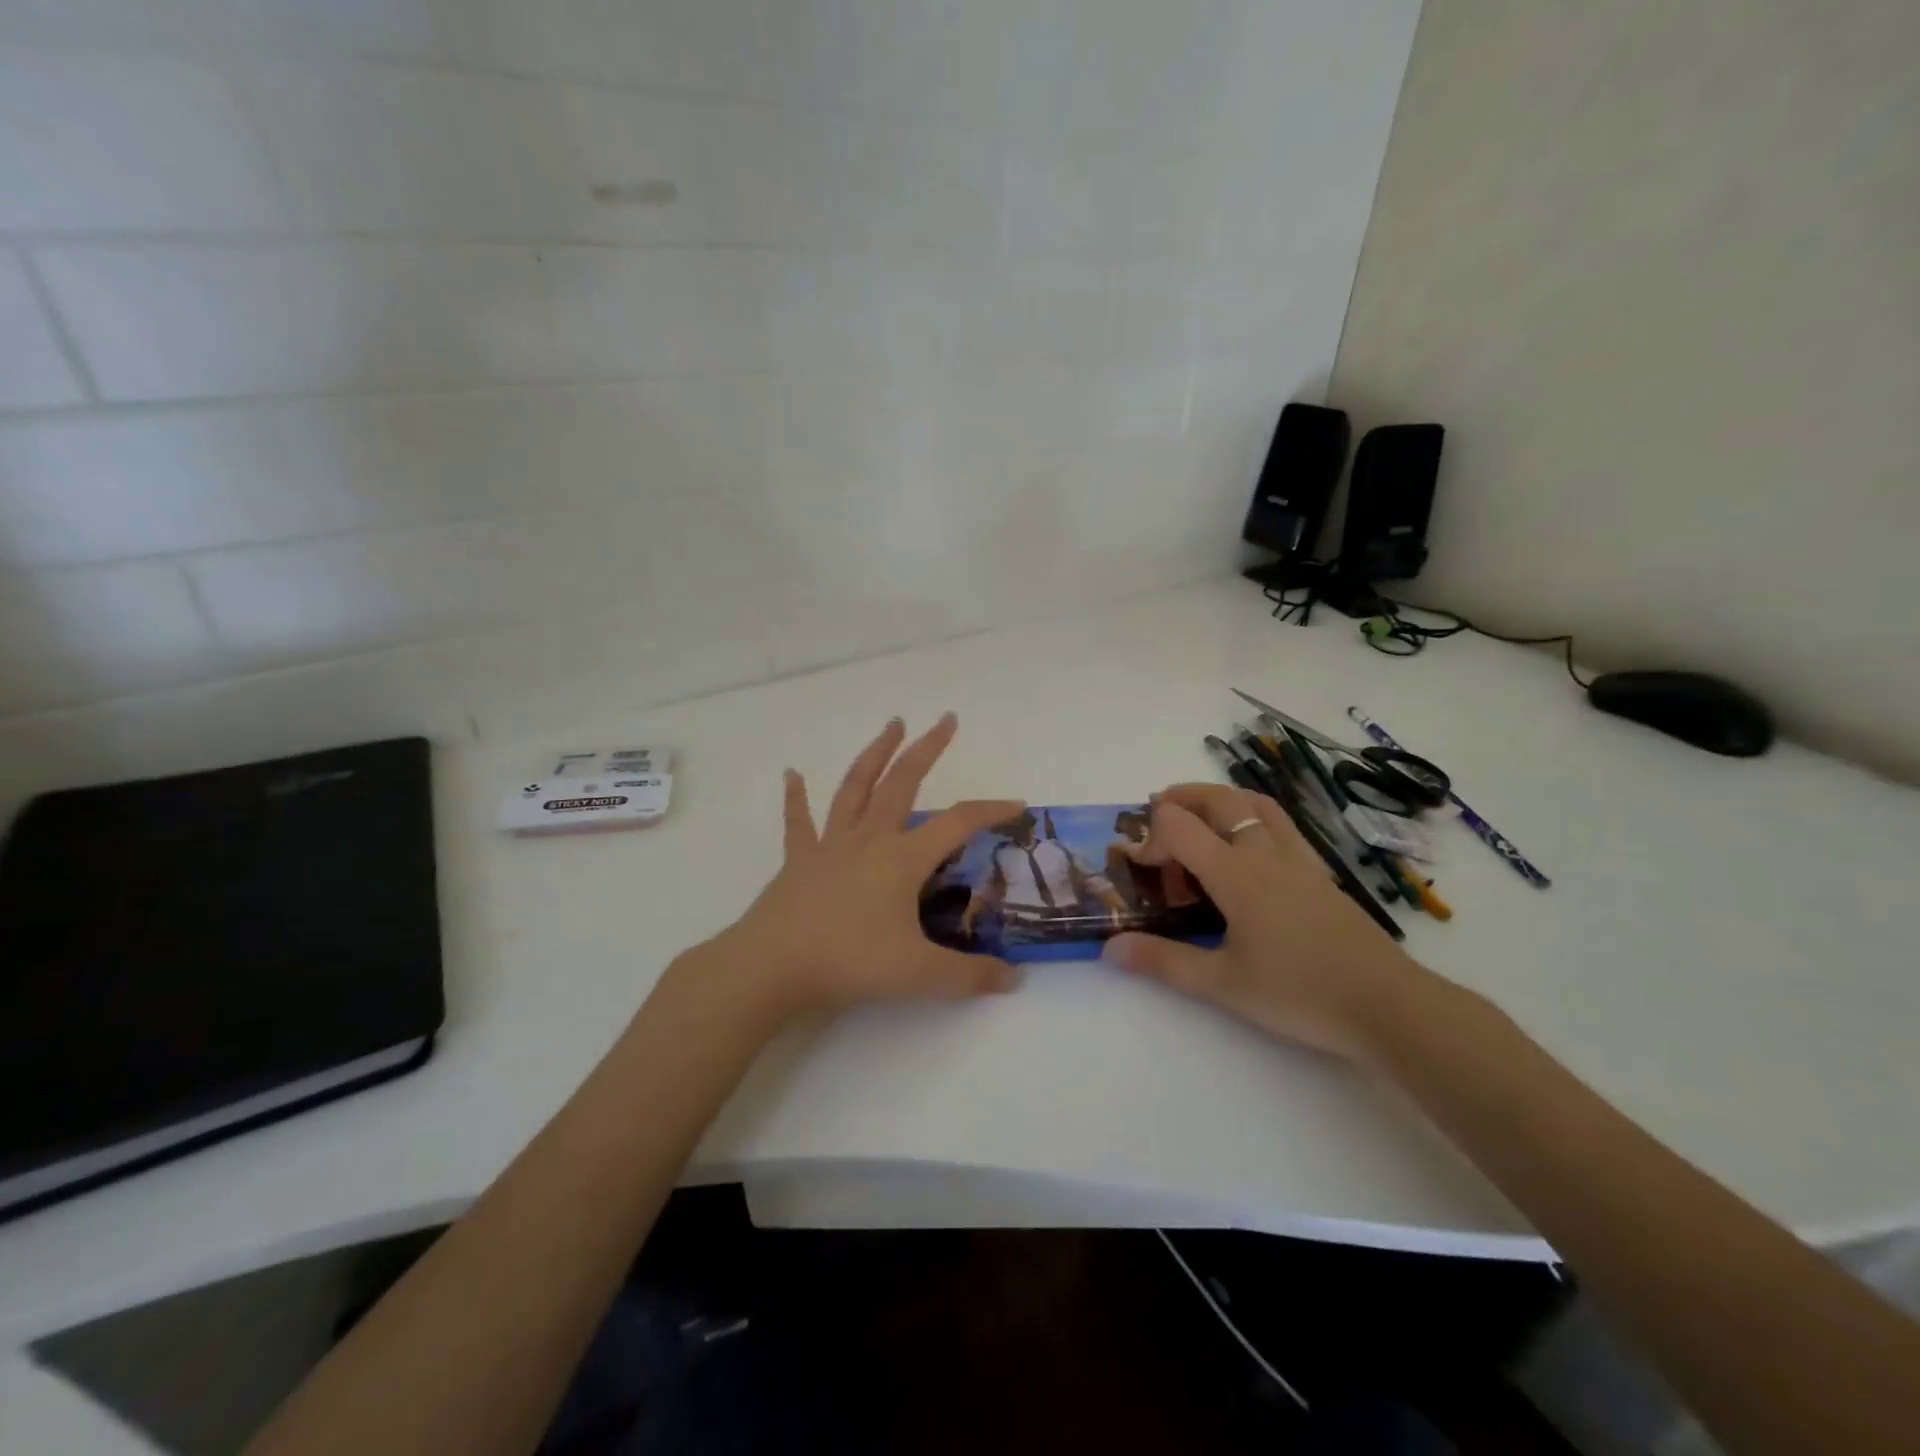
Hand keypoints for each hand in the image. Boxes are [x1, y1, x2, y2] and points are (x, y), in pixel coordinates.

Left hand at [687, 714, 1023, 1022]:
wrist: (772, 966)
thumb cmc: (849, 962)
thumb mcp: (919, 975)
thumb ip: (970, 977)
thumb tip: (1015, 981)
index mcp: (901, 859)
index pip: (958, 824)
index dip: (991, 811)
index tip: (1017, 805)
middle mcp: (869, 839)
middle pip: (903, 782)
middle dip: (927, 748)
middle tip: (945, 719)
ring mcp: (831, 845)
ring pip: (856, 787)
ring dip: (875, 754)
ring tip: (891, 725)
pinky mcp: (799, 860)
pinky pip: (798, 822)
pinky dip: (796, 797)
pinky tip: (792, 774)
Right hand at [1100, 784, 1424, 1059]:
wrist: (1387, 1004)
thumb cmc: (1300, 993)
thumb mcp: (1223, 984)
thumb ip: (1163, 962)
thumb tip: (1111, 948)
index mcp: (1236, 873)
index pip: (1180, 826)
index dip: (1150, 837)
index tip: (1140, 868)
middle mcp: (1264, 852)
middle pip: (1219, 799)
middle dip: (1181, 797)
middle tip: (1156, 811)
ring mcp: (1297, 858)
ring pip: (1255, 803)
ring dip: (1219, 798)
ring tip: (1199, 815)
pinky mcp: (1318, 871)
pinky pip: (1279, 823)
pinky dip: (1251, 814)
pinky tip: (1249, 846)